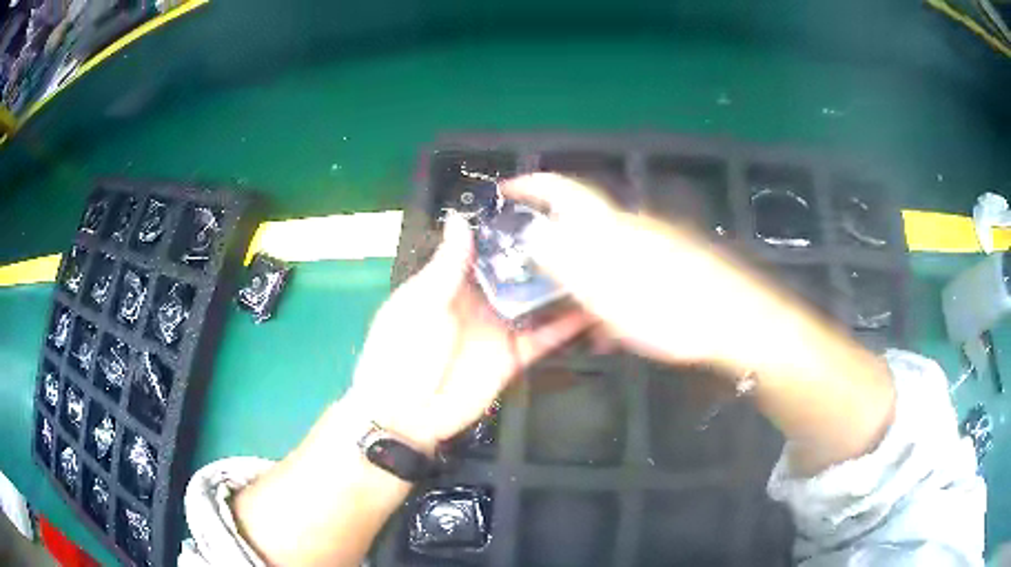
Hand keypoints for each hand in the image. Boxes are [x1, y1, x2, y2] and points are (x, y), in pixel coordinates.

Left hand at [347, 212, 589, 450]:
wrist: (407, 415)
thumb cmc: (402, 352)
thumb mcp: (420, 303)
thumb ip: (447, 264)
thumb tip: (459, 219)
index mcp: (451, 283)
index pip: (485, 249)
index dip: (508, 230)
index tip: (538, 208)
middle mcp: (479, 301)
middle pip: (516, 273)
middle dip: (542, 256)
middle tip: (579, 231)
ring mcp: (499, 328)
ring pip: (535, 302)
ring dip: (558, 287)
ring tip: (592, 263)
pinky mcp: (515, 356)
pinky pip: (543, 338)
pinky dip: (565, 327)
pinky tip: (589, 310)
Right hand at [501, 173, 765, 370]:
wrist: (734, 321)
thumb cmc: (665, 306)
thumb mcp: (603, 287)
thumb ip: (564, 257)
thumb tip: (531, 232)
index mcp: (609, 226)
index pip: (561, 190)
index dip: (531, 185)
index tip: (505, 191)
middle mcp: (631, 227)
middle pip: (581, 225)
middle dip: (553, 245)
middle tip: (533, 275)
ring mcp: (654, 246)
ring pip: (604, 257)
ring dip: (583, 280)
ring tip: (573, 316)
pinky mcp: (672, 268)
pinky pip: (630, 276)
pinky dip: (613, 296)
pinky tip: (614, 329)